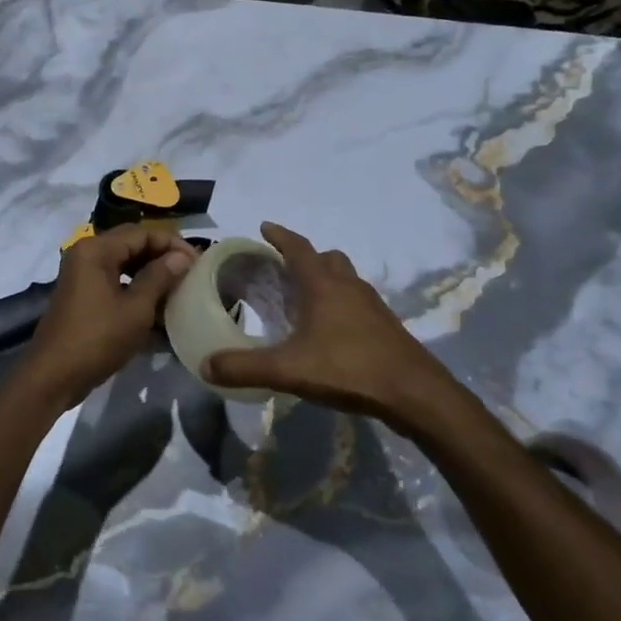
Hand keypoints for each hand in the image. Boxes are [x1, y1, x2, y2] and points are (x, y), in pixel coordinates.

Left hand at [17, 224, 196, 407]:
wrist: (53, 376)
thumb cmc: (97, 339)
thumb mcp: (135, 309)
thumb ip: (159, 277)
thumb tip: (182, 257)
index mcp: (96, 250)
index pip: (141, 233)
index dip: (172, 244)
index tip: (198, 261)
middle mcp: (86, 254)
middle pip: (131, 245)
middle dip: (162, 257)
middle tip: (191, 273)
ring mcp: (82, 275)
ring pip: (124, 264)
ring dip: (150, 273)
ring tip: (178, 288)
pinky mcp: (83, 295)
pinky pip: (115, 282)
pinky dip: (136, 289)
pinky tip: (157, 306)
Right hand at [202, 222, 458, 424]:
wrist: (415, 393)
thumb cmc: (349, 369)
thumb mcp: (289, 370)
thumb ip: (245, 367)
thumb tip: (206, 365)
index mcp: (324, 286)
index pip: (299, 248)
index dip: (281, 236)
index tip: (265, 226)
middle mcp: (349, 287)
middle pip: (328, 259)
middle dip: (307, 257)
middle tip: (286, 268)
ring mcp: (373, 306)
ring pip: (347, 279)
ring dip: (327, 280)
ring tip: (307, 298)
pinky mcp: (387, 327)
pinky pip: (359, 302)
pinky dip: (342, 304)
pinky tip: (332, 331)